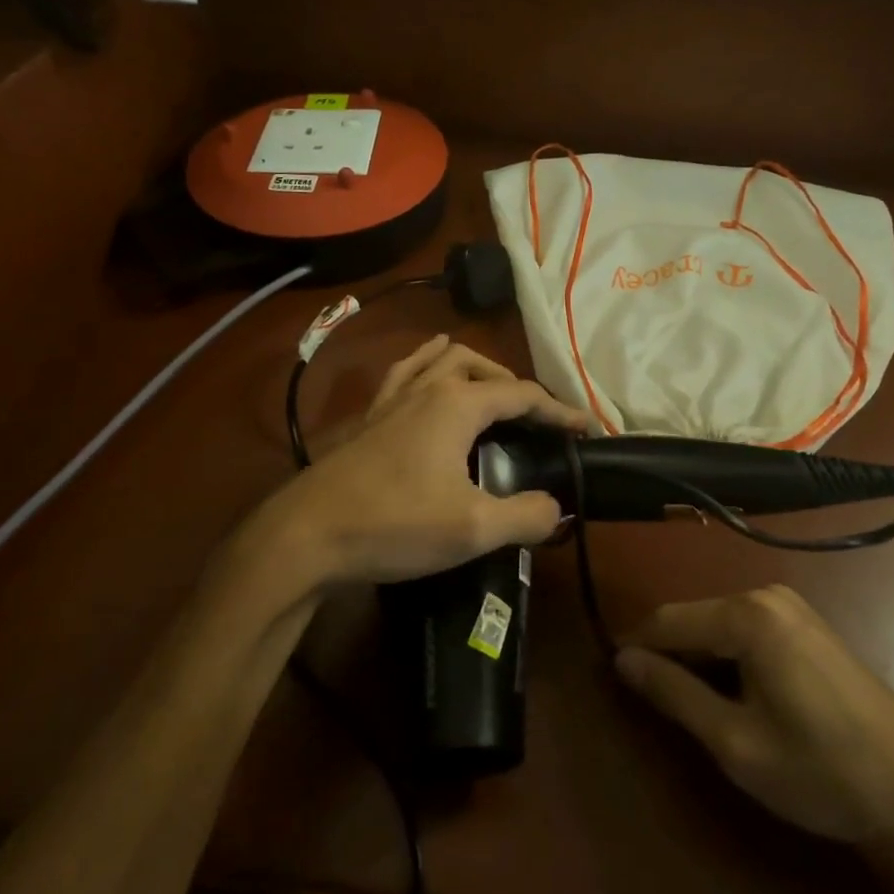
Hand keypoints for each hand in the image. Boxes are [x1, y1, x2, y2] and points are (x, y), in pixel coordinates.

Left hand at [260, 336, 587, 586]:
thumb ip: (525, 516)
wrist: (308, 534)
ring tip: (491, 394)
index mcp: (458, 404)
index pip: (523, 395)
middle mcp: (428, 388)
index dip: (559, 411)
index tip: (585, 429)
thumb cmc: (394, 525)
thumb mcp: (472, 529)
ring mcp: (394, 399)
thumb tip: (556, 508)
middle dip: (516, 386)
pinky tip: (430, 381)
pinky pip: (405, 373)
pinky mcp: (371, 416)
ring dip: (475, 369)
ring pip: (442, 359)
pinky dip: (428, 367)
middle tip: (535, 422)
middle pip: (483, 366)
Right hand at [616, 585, 893, 848]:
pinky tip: (735, 696)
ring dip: (698, 658)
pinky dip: (728, 657)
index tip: (613, 681)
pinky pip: (747, 629)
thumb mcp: (736, 742)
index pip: (667, 621)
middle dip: (668, 655)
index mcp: (746, 614)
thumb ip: (674, 694)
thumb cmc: (821, 768)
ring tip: (692, 706)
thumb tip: (621, 660)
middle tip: (655, 706)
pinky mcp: (807, 624)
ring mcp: (790, 606)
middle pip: (693, 618)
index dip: (635, 649)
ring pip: (718, 624)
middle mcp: (764, 594)